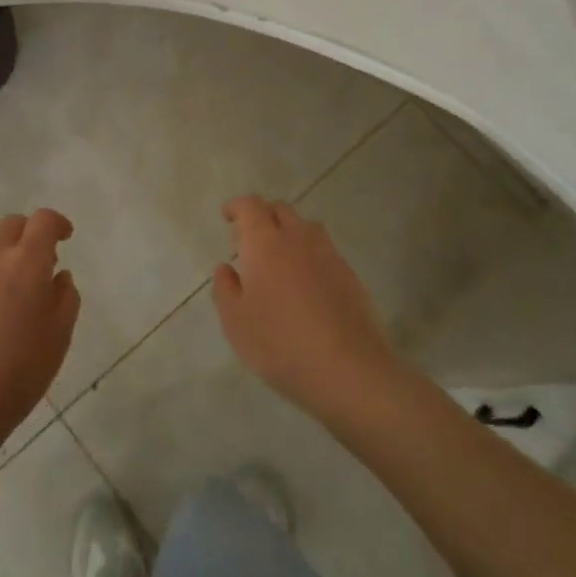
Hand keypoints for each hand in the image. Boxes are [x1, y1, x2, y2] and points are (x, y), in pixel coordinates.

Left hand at [0, 211, 79, 445]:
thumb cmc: (18, 372)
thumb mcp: (59, 336)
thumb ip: (65, 296)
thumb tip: (57, 275)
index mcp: (26, 262)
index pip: (44, 220)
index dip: (57, 223)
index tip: (64, 237)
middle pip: (12, 223)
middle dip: (29, 234)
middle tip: (36, 263)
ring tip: (1, 266)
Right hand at [213, 196, 404, 419]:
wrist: (349, 370)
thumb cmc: (281, 343)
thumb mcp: (236, 322)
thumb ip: (225, 289)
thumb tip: (226, 267)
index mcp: (265, 243)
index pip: (250, 206)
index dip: (237, 207)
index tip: (227, 216)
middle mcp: (298, 238)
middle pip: (280, 210)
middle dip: (262, 216)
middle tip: (249, 240)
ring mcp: (328, 255)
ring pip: (305, 227)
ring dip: (288, 232)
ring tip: (278, 259)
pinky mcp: (350, 275)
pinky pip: (324, 250)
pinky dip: (309, 254)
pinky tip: (305, 283)